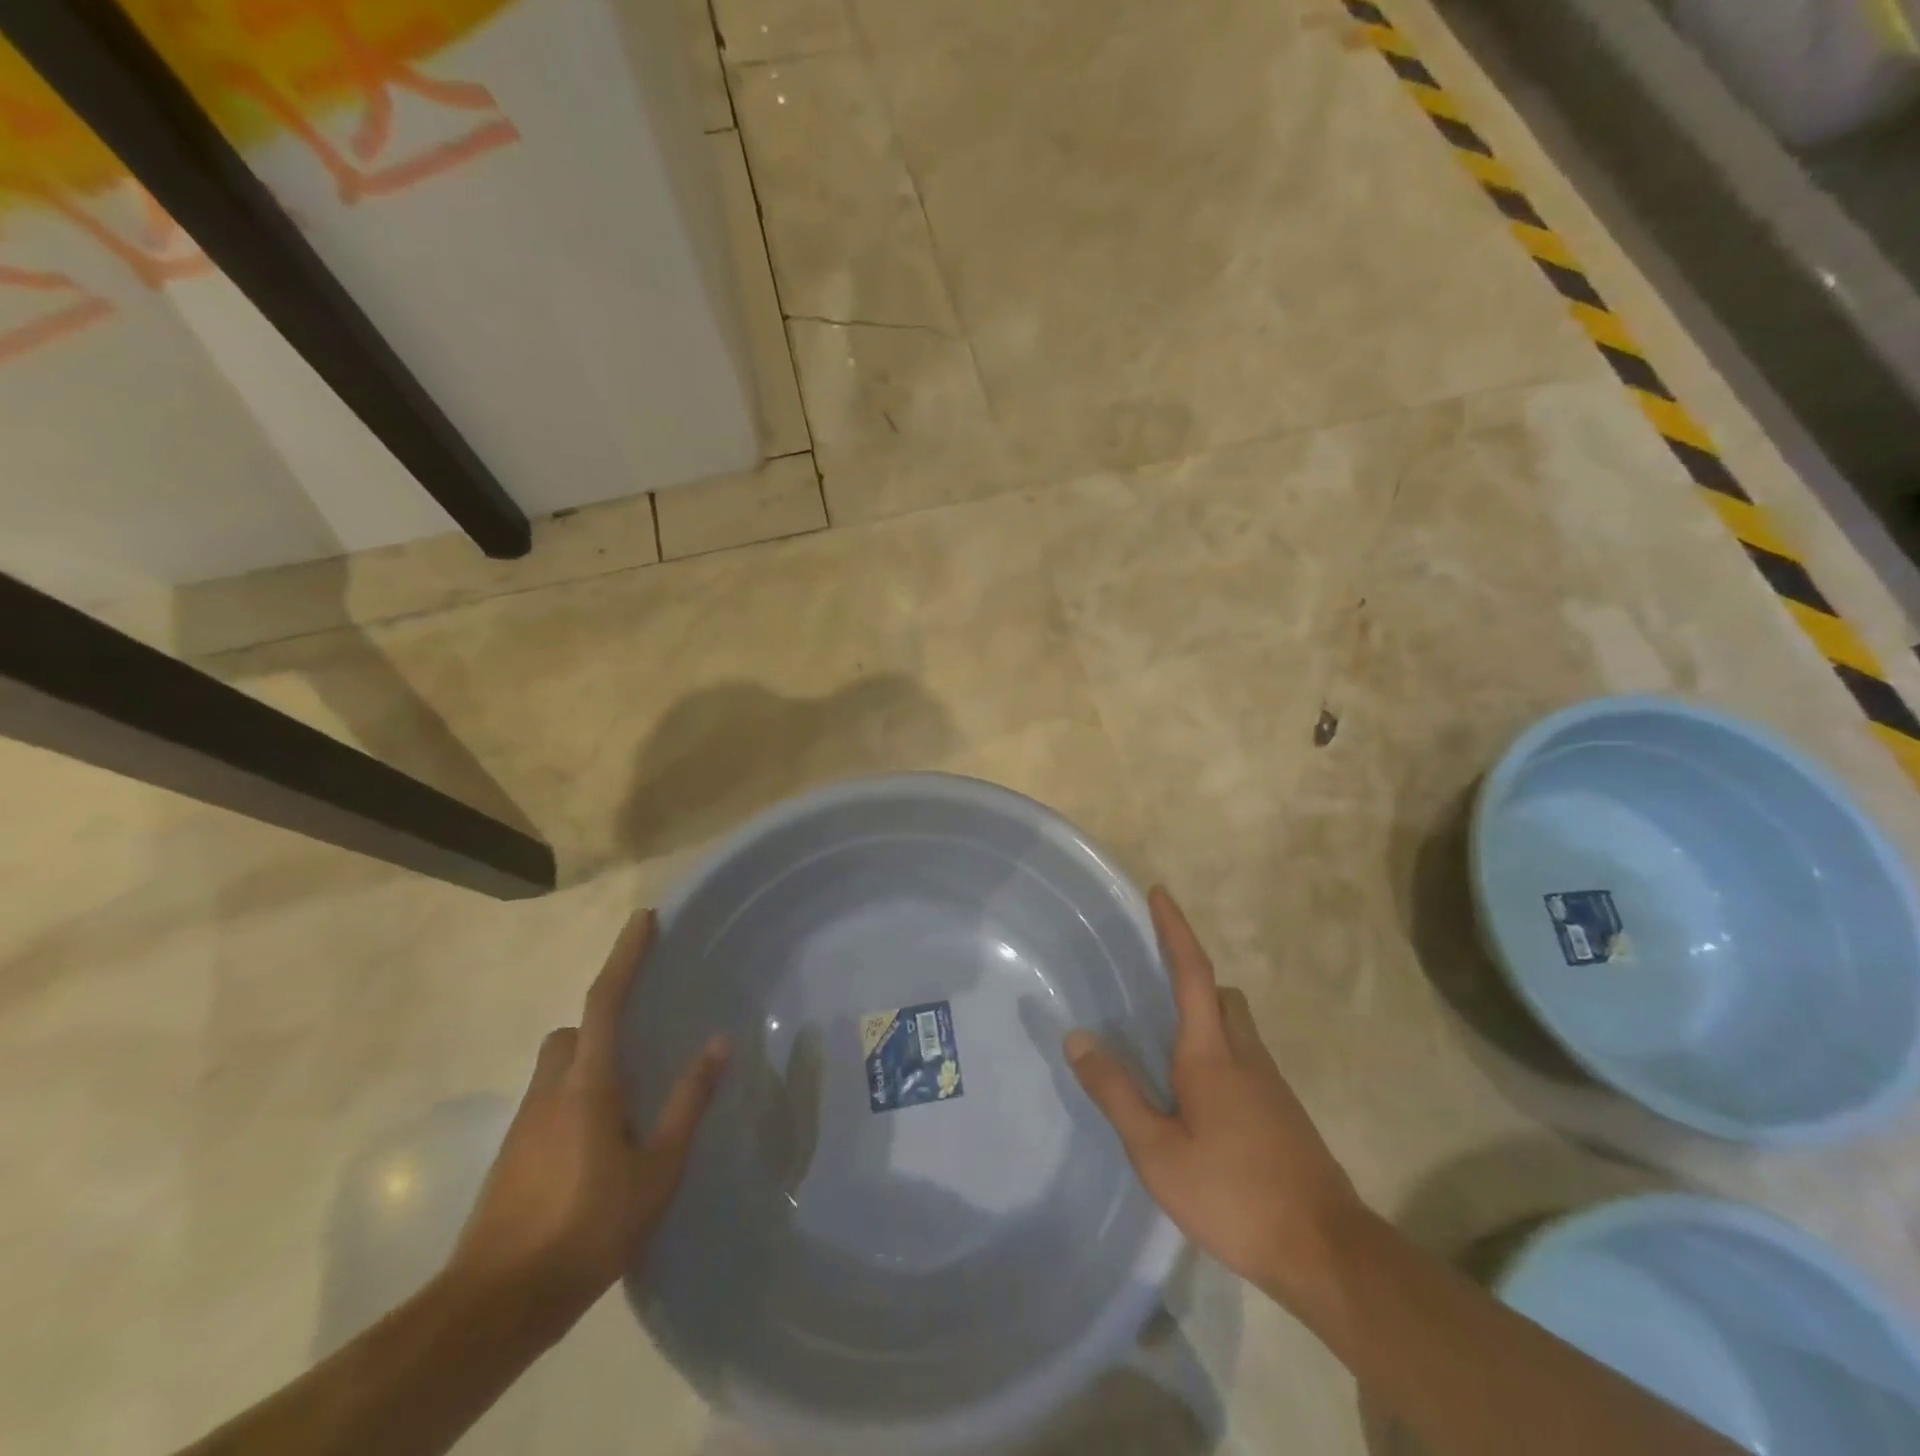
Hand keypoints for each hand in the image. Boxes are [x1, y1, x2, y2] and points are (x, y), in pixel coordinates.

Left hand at [446, 909, 727, 1336]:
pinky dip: (576, 1099)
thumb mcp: (658, 1169)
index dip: (626, 955)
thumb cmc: (587, 1228)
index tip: (644, 919)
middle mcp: (551, 1089)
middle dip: (604, 1021)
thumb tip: (719, 1042)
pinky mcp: (513, 1154)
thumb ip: (688, 1102)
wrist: (496, 1304)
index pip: (606, 999)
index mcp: (588, 1083)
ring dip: (589, 1063)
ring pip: (558, 1067)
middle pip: (574, 1031)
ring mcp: (525, 1122)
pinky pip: (550, 1101)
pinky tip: (600, 1144)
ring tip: (630, 1099)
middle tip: (643, 1039)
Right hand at [1065, 887, 1365, 1309]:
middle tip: (1154, 988)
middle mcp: (1245, 1055)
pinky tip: (1200, 1099)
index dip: (1175, 929)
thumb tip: (1077, 1037)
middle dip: (1192, 978)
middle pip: (1221, 995)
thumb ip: (1116, 1092)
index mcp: (1210, 1054)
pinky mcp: (1285, 1112)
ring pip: (1237, 1027)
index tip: (1160, 892)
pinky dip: (1221, 1054)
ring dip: (1207, 1018)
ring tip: (1167, 1048)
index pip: (1192, 972)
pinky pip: (1247, 1059)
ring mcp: (1271, 1084)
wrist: (1327, 1251)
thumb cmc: (1234, 1194)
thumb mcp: (1157, 1152)